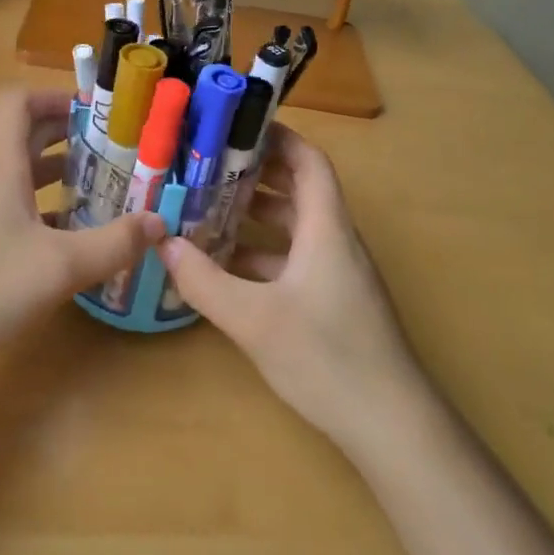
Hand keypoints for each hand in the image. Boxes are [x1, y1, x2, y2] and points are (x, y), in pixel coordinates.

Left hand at [0, 90, 165, 361]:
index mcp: (2, 166)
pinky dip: (44, 212)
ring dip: (57, 175)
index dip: (54, 98)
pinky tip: (71, 238)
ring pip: (20, 177)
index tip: (93, 109)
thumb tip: (160, 222)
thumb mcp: (61, 265)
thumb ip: (114, 243)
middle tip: (111, 146)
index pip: (19, 105)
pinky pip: (14, 210)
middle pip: (24, 138)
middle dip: (66, 135)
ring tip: (101, 187)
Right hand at [160, 125, 423, 447]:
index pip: (309, 162)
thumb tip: (161, 244)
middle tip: (207, 165)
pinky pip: (294, 259)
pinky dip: (262, 253)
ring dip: (256, 215)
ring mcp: (337, 274)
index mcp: (327, 229)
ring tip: (207, 209)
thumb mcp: (253, 318)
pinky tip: (226, 268)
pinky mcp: (334, 302)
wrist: (392, 428)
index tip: (235, 126)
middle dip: (256, 173)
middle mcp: (335, 242)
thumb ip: (203, 281)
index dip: (278, 137)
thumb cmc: (327, 358)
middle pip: (299, 189)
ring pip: (295, 227)